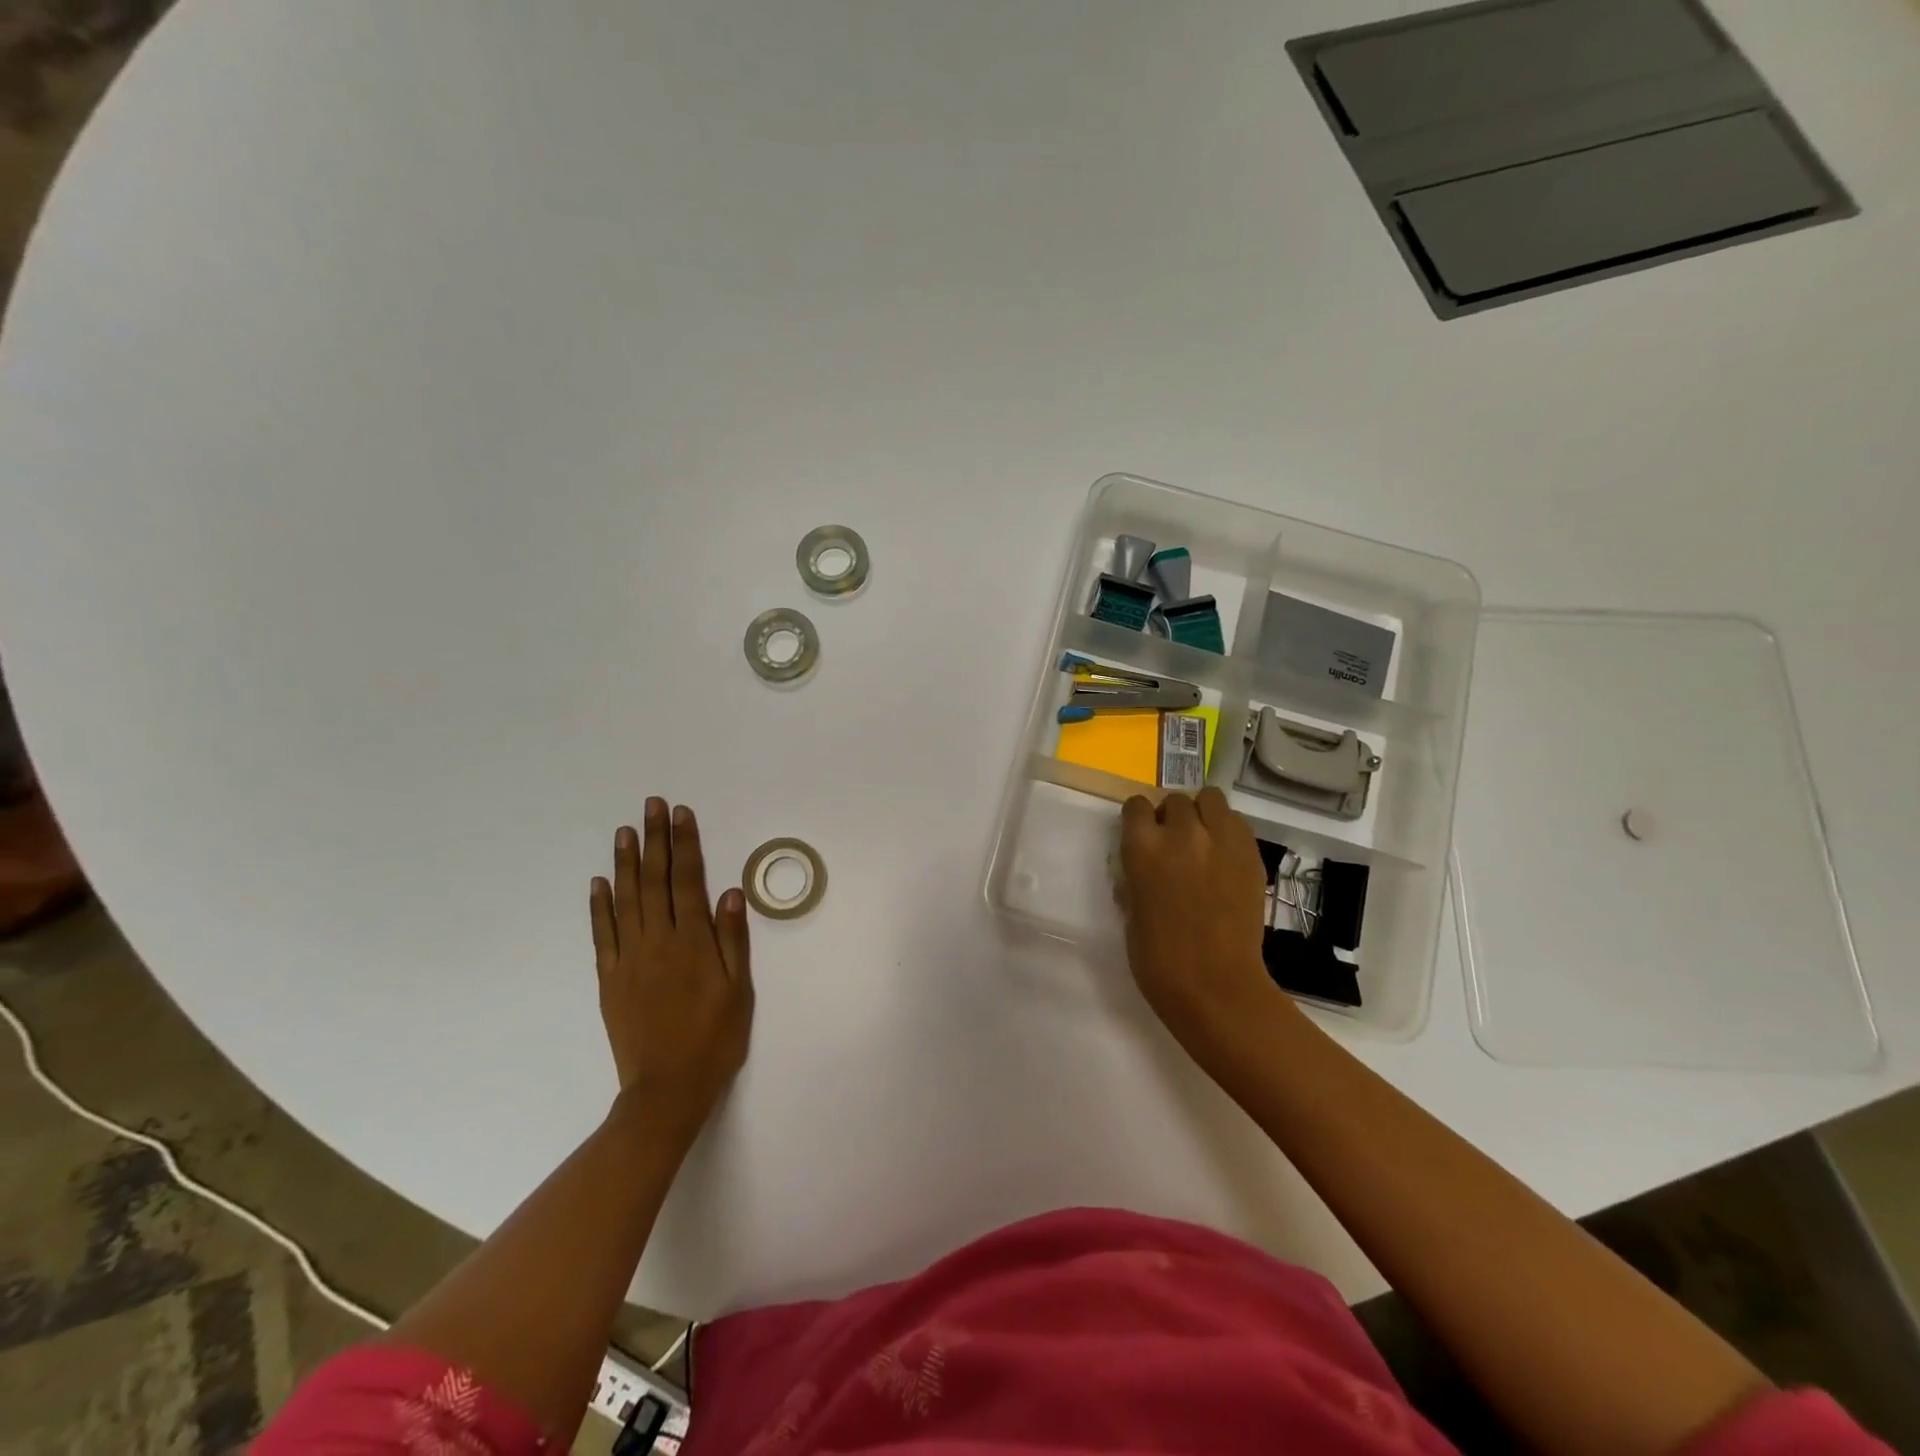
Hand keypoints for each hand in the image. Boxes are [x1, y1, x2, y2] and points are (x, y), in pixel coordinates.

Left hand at [590, 799, 753, 1146]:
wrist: (667, 1089)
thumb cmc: (714, 1038)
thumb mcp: (739, 990)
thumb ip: (733, 939)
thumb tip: (730, 892)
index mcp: (693, 942)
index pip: (688, 880)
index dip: (685, 844)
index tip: (682, 814)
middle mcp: (658, 941)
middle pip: (655, 880)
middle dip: (655, 840)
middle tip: (652, 806)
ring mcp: (629, 958)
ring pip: (626, 900)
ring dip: (626, 862)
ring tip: (626, 830)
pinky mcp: (609, 978)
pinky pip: (602, 934)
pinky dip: (599, 906)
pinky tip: (598, 882)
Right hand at [1118, 788, 1290, 1062]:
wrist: (1214, 984)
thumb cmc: (1157, 958)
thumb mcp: (1131, 910)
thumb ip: (1135, 878)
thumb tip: (1141, 867)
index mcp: (1142, 847)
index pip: (1136, 805)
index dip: (1139, 818)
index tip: (1143, 834)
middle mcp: (1181, 833)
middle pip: (1176, 800)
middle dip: (1173, 816)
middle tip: (1176, 843)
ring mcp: (1221, 840)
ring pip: (1211, 798)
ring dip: (1203, 813)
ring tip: (1204, 839)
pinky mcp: (1251, 854)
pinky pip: (1238, 823)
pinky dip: (1229, 831)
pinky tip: (1226, 856)